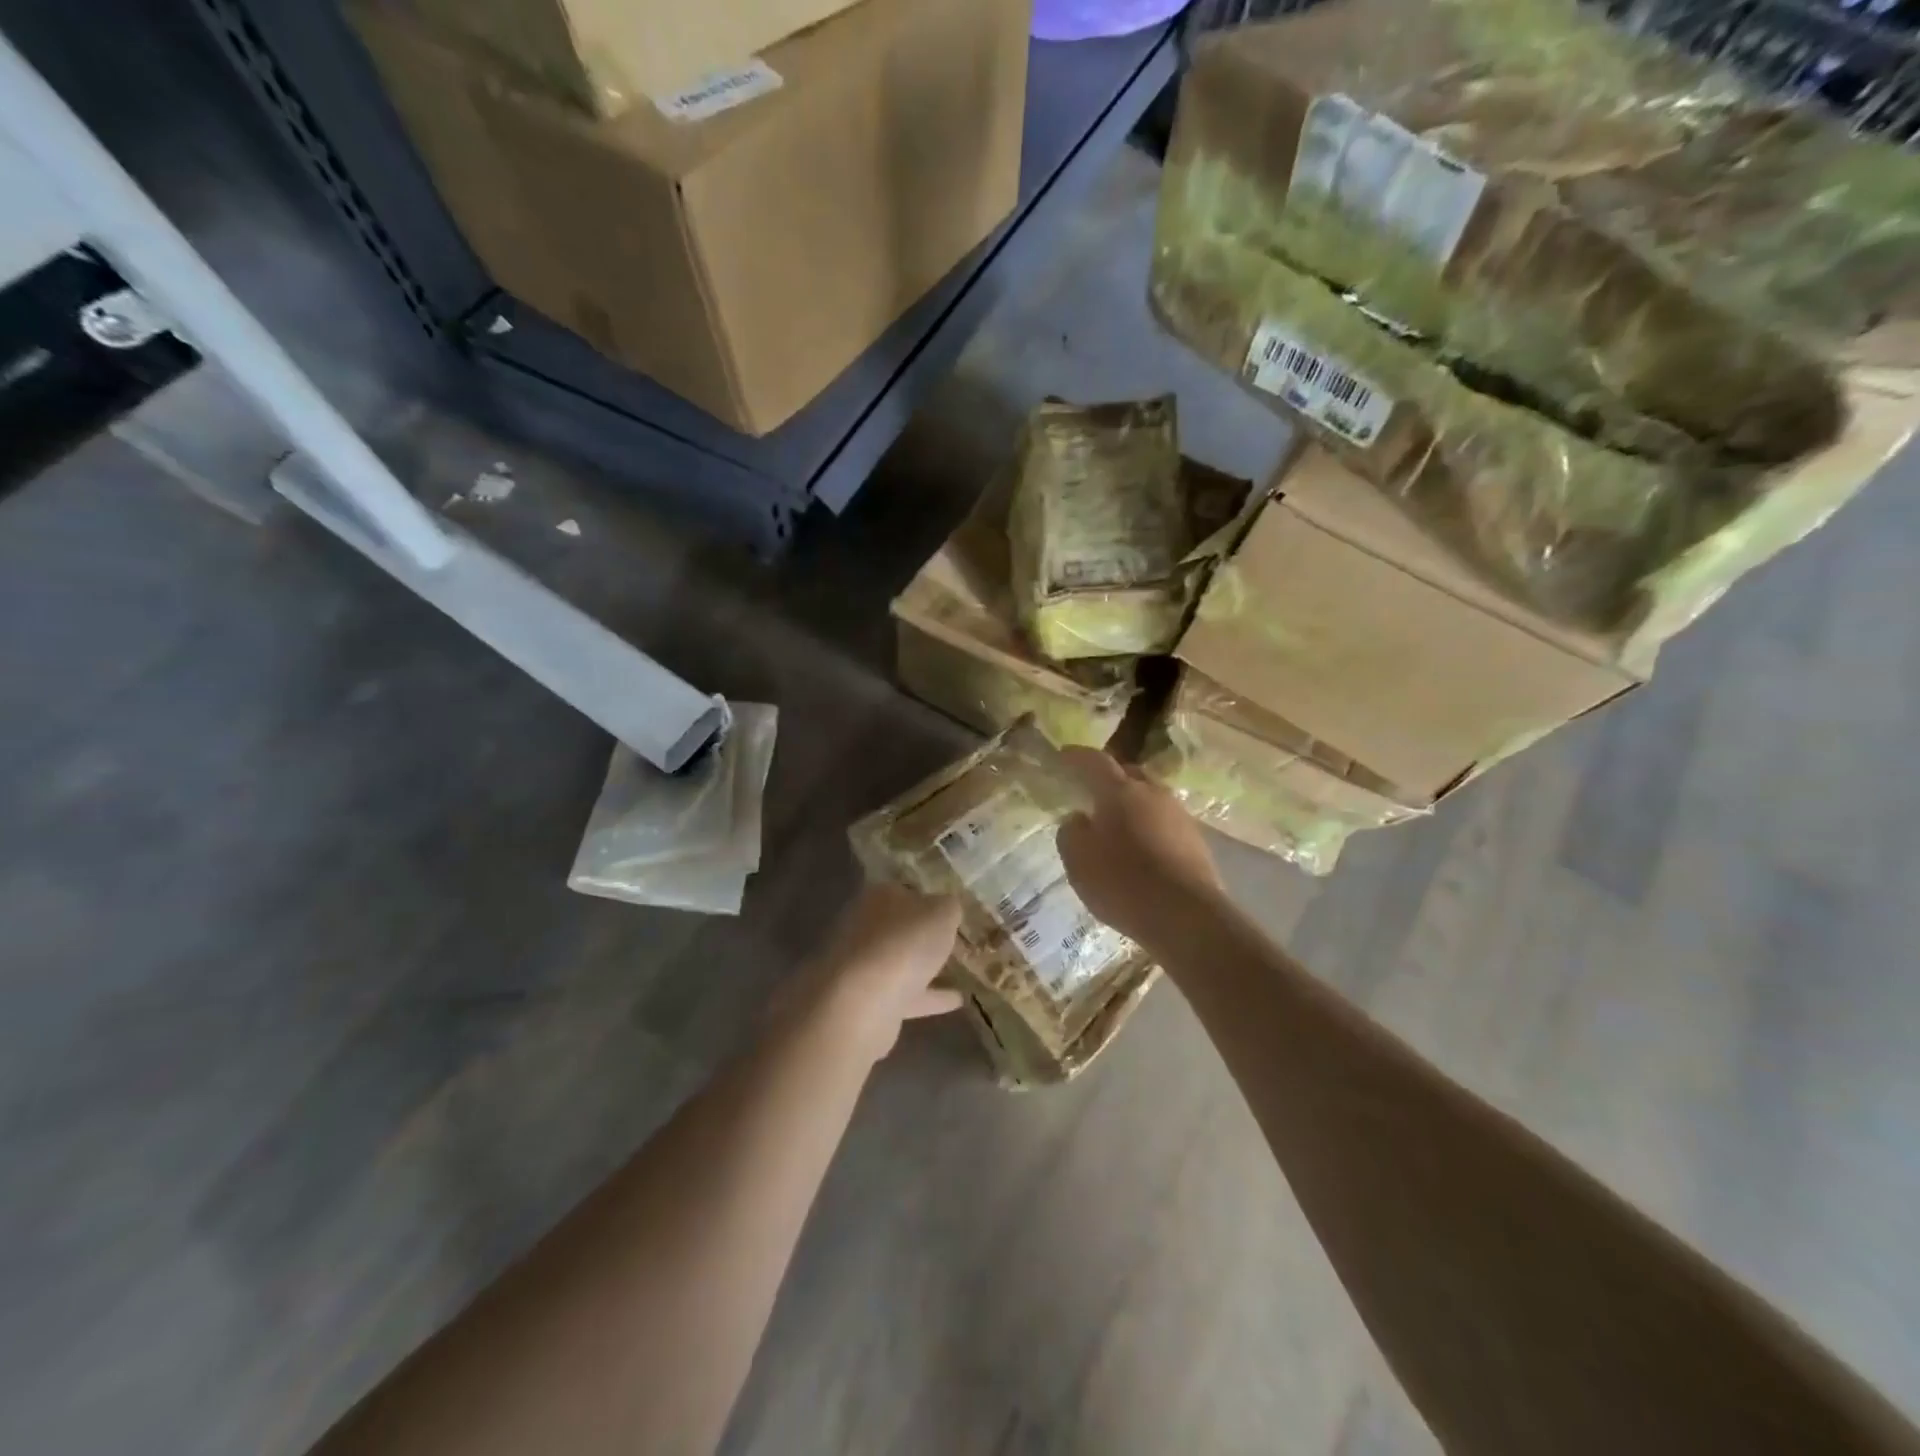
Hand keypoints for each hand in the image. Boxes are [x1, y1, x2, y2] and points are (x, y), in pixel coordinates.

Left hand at [786, 883, 963, 1062]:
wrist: (862, 1003)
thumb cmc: (904, 944)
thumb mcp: (941, 914)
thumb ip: (948, 907)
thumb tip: (946, 907)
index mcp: (879, 896)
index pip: (905, 890)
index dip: (928, 898)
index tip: (950, 910)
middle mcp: (864, 926)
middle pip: (899, 926)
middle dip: (922, 932)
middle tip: (955, 938)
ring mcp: (862, 965)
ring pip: (899, 960)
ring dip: (924, 965)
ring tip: (960, 969)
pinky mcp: (866, 1000)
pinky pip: (905, 993)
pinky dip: (929, 996)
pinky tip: (958, 1000)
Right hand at [1057, 747, 1225, 949]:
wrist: (1187, 916)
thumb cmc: (1123, 882)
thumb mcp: (1078, 860)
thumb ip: (1071, 833)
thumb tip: (1079, 819)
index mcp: (1119, 791)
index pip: (1095, 761)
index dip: (1077, 757)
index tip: (1063, 756)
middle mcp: (1152, 793)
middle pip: (1129, 774)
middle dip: (1110, 779)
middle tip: (1093, 793)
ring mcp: (1179, 816)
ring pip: (1150, 799)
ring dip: (1133, 806)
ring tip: (1118, 826)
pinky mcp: (1196, 841)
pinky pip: (1165, 823)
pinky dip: (1149, 829)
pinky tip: (1142, 851)